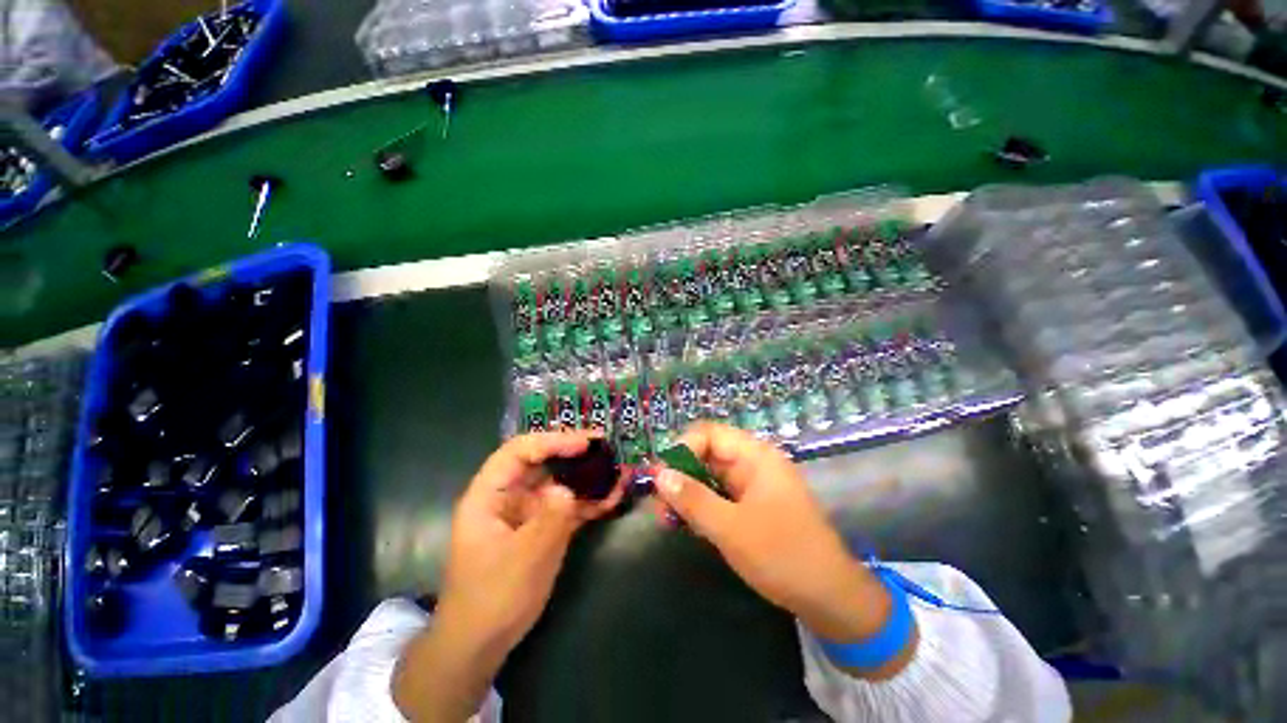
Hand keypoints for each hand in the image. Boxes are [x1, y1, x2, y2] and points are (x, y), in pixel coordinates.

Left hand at [393, 431, 623, 720]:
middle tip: (606, 448)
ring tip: (616, 472)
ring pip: (558, 483)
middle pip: (542, 462)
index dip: (552, 441)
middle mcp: (508, 496)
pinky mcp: (541, 528)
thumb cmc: (493, 598)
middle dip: (574, 454)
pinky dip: (587, 502)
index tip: (585, 444)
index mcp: (489, 494)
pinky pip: (566, 506)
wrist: (481, 645)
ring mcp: (526, 512)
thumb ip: (550, 518)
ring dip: (586, 478)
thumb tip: (569, 489)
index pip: (519, 451)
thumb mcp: (525, 558)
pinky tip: (611, 498)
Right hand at [653, 423, 914, 678]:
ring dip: (687, 493)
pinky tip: (685, 524)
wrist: (831, 599)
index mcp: (755, 456)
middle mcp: (753, 464)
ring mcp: (753, 486)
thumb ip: (692, 498)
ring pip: (710, 477)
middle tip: (658, 503)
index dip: (682, 449)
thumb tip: (659, 475)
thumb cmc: (783, 555)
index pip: (709, 434)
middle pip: (707, 454)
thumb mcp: (731, 528)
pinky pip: (719, 496)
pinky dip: (701, 507)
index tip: (661, 477)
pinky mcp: (752, 507)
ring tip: (665, 518)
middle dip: (680, 475)